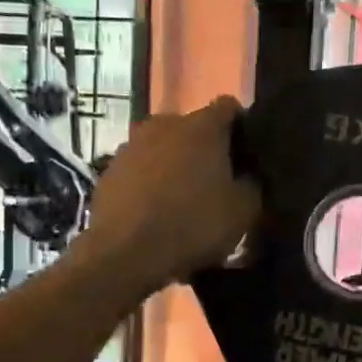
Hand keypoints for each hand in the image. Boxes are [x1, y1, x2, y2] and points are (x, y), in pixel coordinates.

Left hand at [76, 97, 260, 294]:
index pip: (229, 107)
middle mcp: (164, 124)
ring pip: (164, 149)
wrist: (125, 254)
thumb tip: (248, 175)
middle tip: (218, 183)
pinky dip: (151, 184)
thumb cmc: (193, 225)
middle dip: (207, 149)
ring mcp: (131, 145)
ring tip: (184, 200)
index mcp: (201, 125)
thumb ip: (253, 184)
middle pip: (194, 128)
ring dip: (176, 166)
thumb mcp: (244, 211)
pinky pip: (140, 171)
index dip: (242, 128)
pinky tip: (156, 213)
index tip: (247, 155)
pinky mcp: (109, 171)